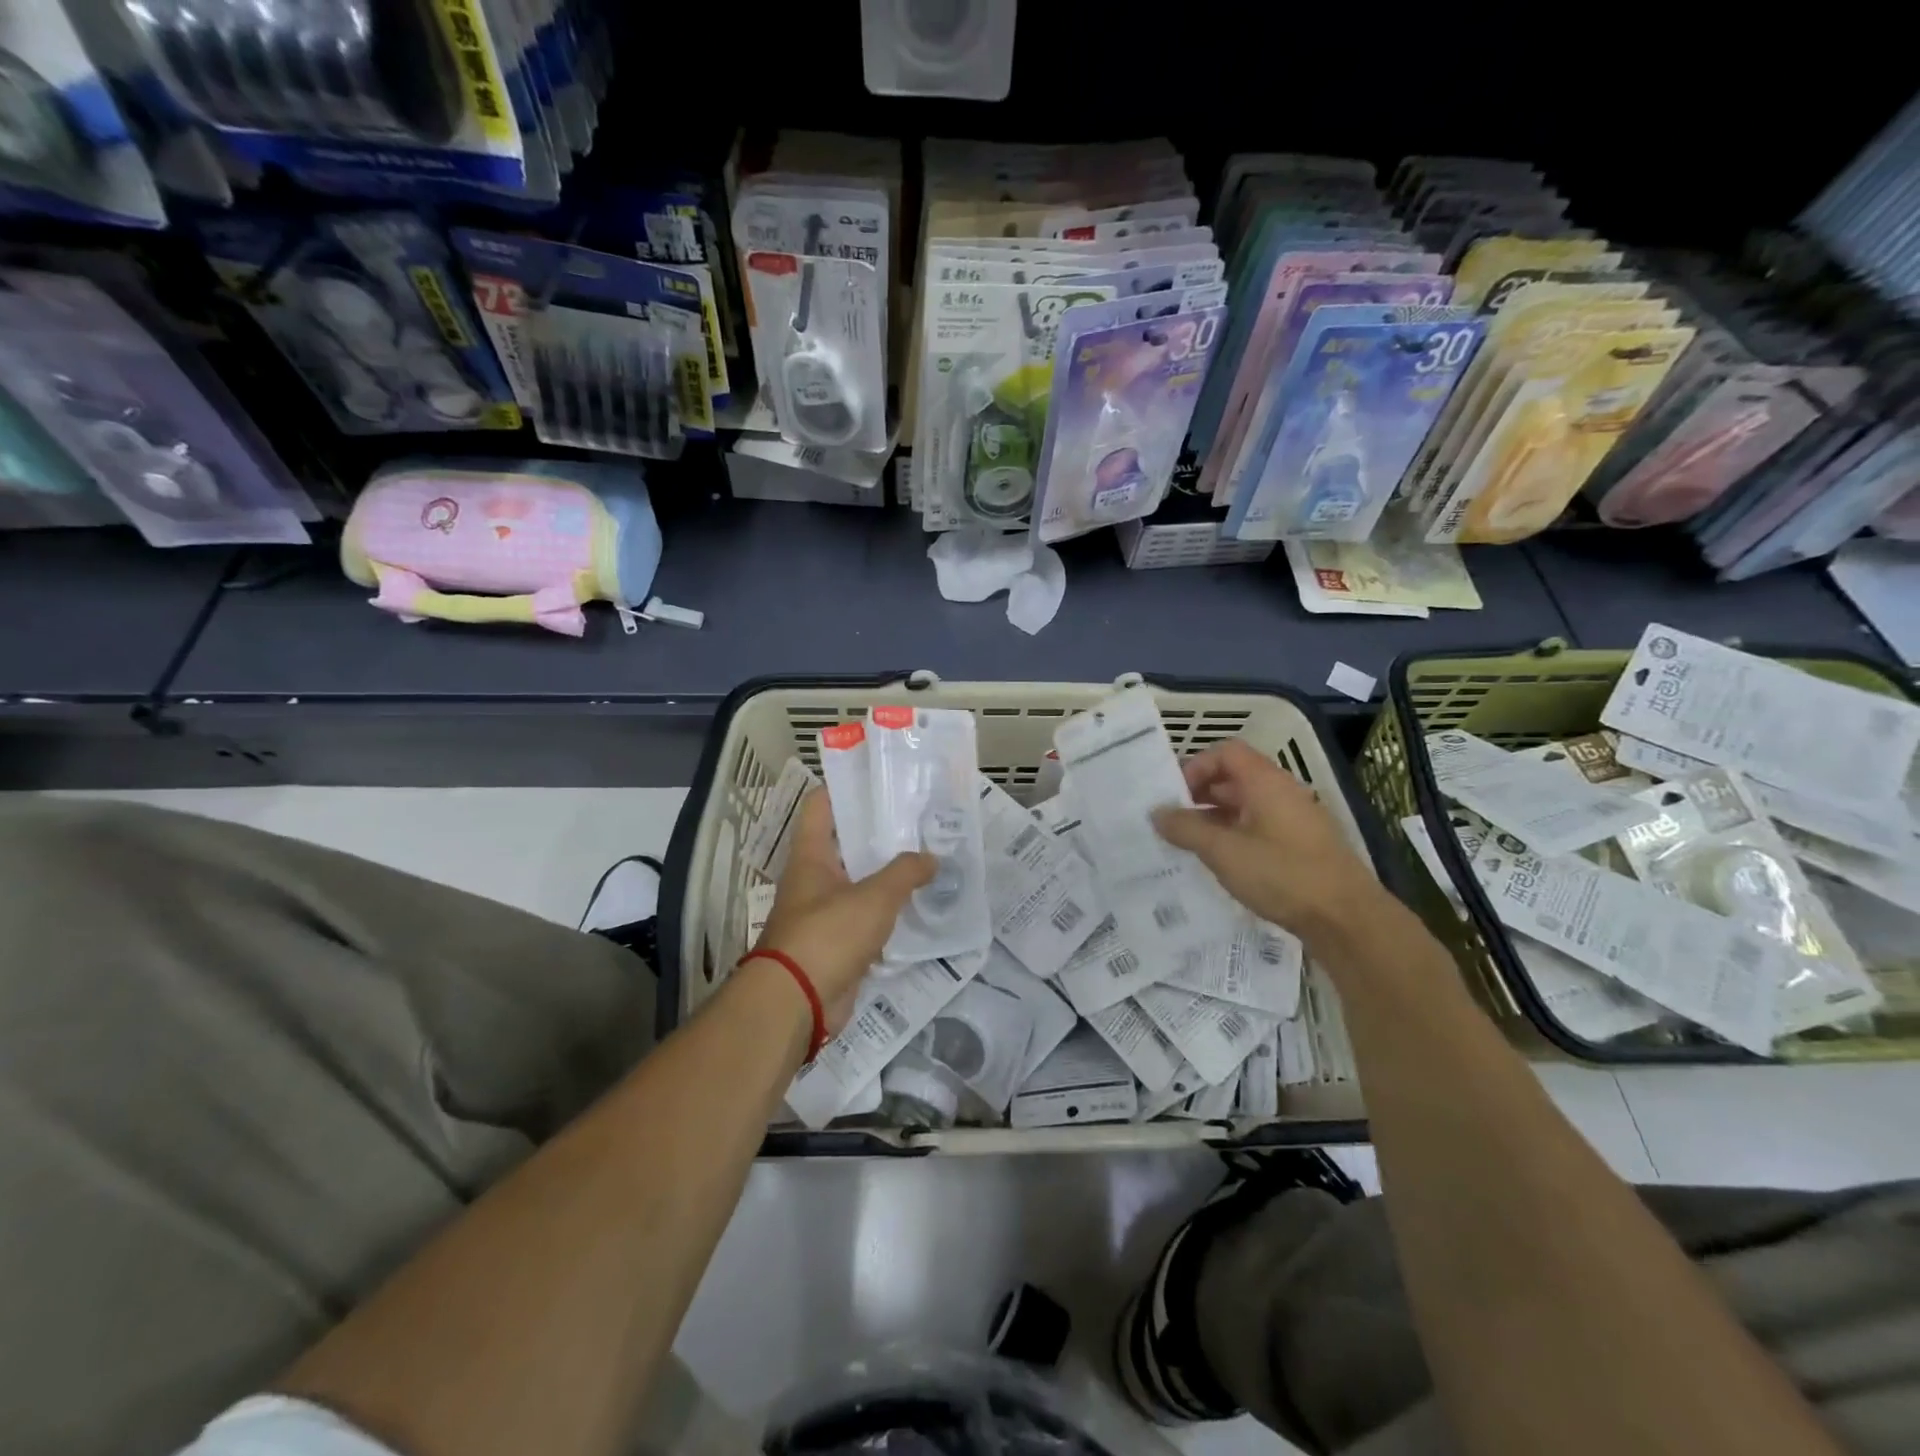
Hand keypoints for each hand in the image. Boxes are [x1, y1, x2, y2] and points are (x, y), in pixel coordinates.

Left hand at [751, 790, 933, 1032]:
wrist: (797, 1003)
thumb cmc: (828, 934)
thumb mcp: (874, 897)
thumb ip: (905, 873)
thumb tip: (931, 858)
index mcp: (811, 856)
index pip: (821, 805)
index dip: (846, 787)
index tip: (880, 778)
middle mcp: (813, 878)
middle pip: (845, 843)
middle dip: (878, 832)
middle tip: (918, 820)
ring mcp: (823, 912)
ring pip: (858, 881)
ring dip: (886, 873)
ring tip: (926, 857)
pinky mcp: (836, 943)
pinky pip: (865, 917)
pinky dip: (887, 911)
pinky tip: (917, 904)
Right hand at [1152, 739, 1382, 940]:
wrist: (1346, 919)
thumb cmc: (1282, 874)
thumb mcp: (1223, 852)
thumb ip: (1186, 829)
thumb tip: (1157, 813)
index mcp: (1266, 782)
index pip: (1225, 753)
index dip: (1195, 766)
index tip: (1175, 796)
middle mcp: (1282, 792)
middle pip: (1234, 778)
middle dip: (1199, 795)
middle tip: (1172, 821)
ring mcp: (1295, 820)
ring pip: (1246, 806)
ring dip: (1214, 818)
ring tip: (1188, 844)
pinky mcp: (1301, 846)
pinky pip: (1259, 828)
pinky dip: (1234, 836)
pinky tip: (1219, 863)